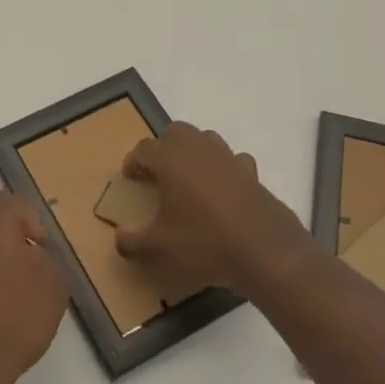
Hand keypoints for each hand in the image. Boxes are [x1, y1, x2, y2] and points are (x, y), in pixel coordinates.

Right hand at [114, 123, 311, 295]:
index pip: (144, 149)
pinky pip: (232, 159)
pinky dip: (223, 167)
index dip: (133, 161)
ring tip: (188, 177)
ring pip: (205, 138)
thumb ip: (132, 242)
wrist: (265, 251)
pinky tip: (222, 189)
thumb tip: (119, 238)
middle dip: (163, 147)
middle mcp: (198, 150)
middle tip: (157, 172)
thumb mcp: (159, 249)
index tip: (130, 177)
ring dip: (192, 151)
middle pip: (175, 132)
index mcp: (170, 161)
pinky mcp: (252, 173)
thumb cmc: (205, 243)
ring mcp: (228, 158)